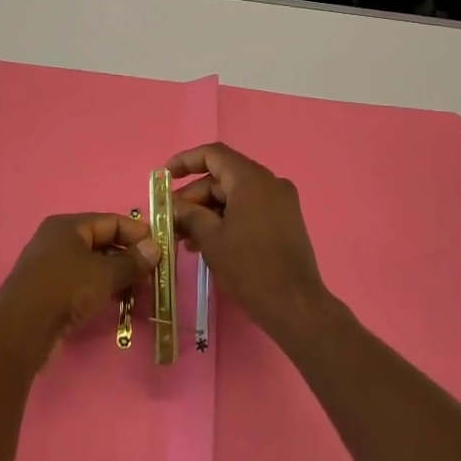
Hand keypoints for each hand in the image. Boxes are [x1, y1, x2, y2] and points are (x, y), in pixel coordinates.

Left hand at [0, 212, 161, 360]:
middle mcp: (57, 239)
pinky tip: (117, 303)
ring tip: (139, 292)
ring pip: (92, 264)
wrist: (20, 329)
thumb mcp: (103, 274)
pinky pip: (81, 282)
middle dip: (128, 257)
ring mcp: (50, 265)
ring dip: (116, 275)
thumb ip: (131, 262)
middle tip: (152, 275)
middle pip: (101, 242)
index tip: (161, 250)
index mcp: (68, 225)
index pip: (110, 221)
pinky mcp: (47, 290)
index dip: (137, 233)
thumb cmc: (64, 290)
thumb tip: (155, 248)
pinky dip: (100, 288)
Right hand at [169, 144, 331, 341]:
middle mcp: (269, 182)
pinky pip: (249, 208)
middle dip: (194, 196)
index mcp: (251, 179)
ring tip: (184, 237)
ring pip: (234, 195)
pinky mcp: (284, 220)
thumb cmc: (250, 268)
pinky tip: (207, 243)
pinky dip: (227, 219)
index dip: (185, 161)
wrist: (296, 306)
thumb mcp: (211, 239)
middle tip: (171, 218)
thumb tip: (173, 206)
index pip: (213, 155)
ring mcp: (280, 202)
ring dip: (208, 211)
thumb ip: (189, 215)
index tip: (164, 177)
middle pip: (222, 177)